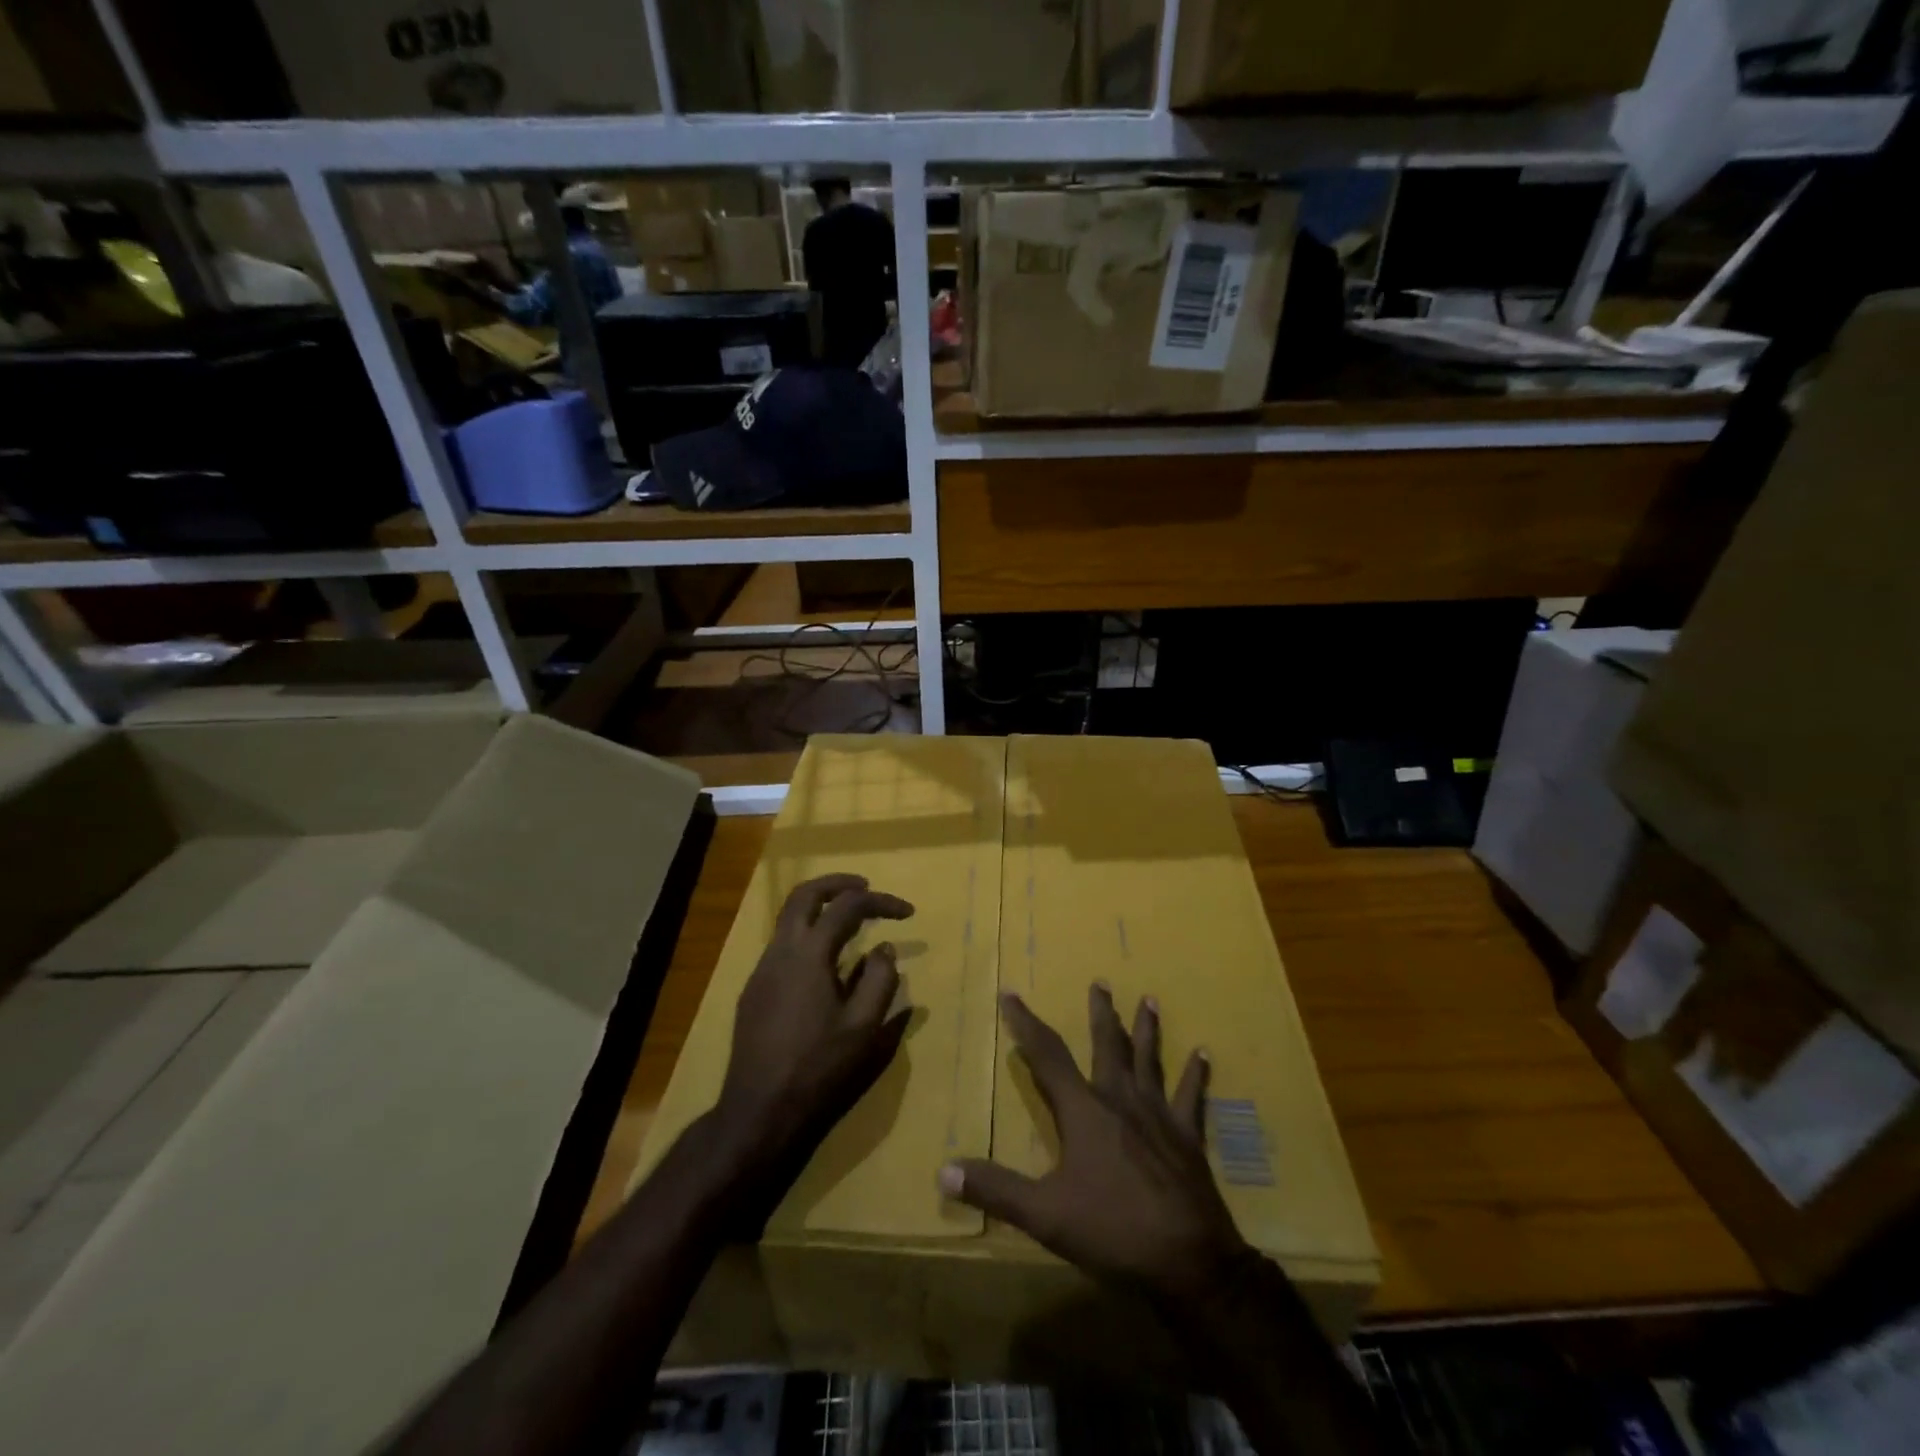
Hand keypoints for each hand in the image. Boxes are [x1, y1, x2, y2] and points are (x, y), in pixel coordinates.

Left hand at [706, 874, 914, 1229]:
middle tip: (866, 888)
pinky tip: (826, 966)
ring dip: (820, 909)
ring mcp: (762, 969)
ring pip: (789, 918)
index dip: (881, 902)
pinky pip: (783, 945)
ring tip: (851, 924)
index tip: (908, 913)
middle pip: (805, 894)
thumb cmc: (818, 1067)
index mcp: (809, 954)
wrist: (759, 1110)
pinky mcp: (754, 990)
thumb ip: (880, 980)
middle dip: (838, 884)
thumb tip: (883, 948)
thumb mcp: (864, 1027)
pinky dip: (807, 935)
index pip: (848, 907)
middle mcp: (780, 951)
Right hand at [940, 985, 1248, 1303]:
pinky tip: (1204, 1053)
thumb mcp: (1044, 1214)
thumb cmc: (1112, 1230)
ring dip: (1147, 1030)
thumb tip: (943, 1171)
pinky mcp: (1188, 1137)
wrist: (1189, 1261)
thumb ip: (995, 1190)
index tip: (1012, 993)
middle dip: (1100, 1013)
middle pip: (1107, 1045)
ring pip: (1149, 1061)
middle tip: (1101, 982)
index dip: (1026, 1023)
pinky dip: (1197, 1075)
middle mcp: (1120, 1100)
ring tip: (1150, 1000)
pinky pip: (1192, 1097)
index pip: (1047, 1055)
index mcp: (1084, 1110)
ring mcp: (1158, 1115)